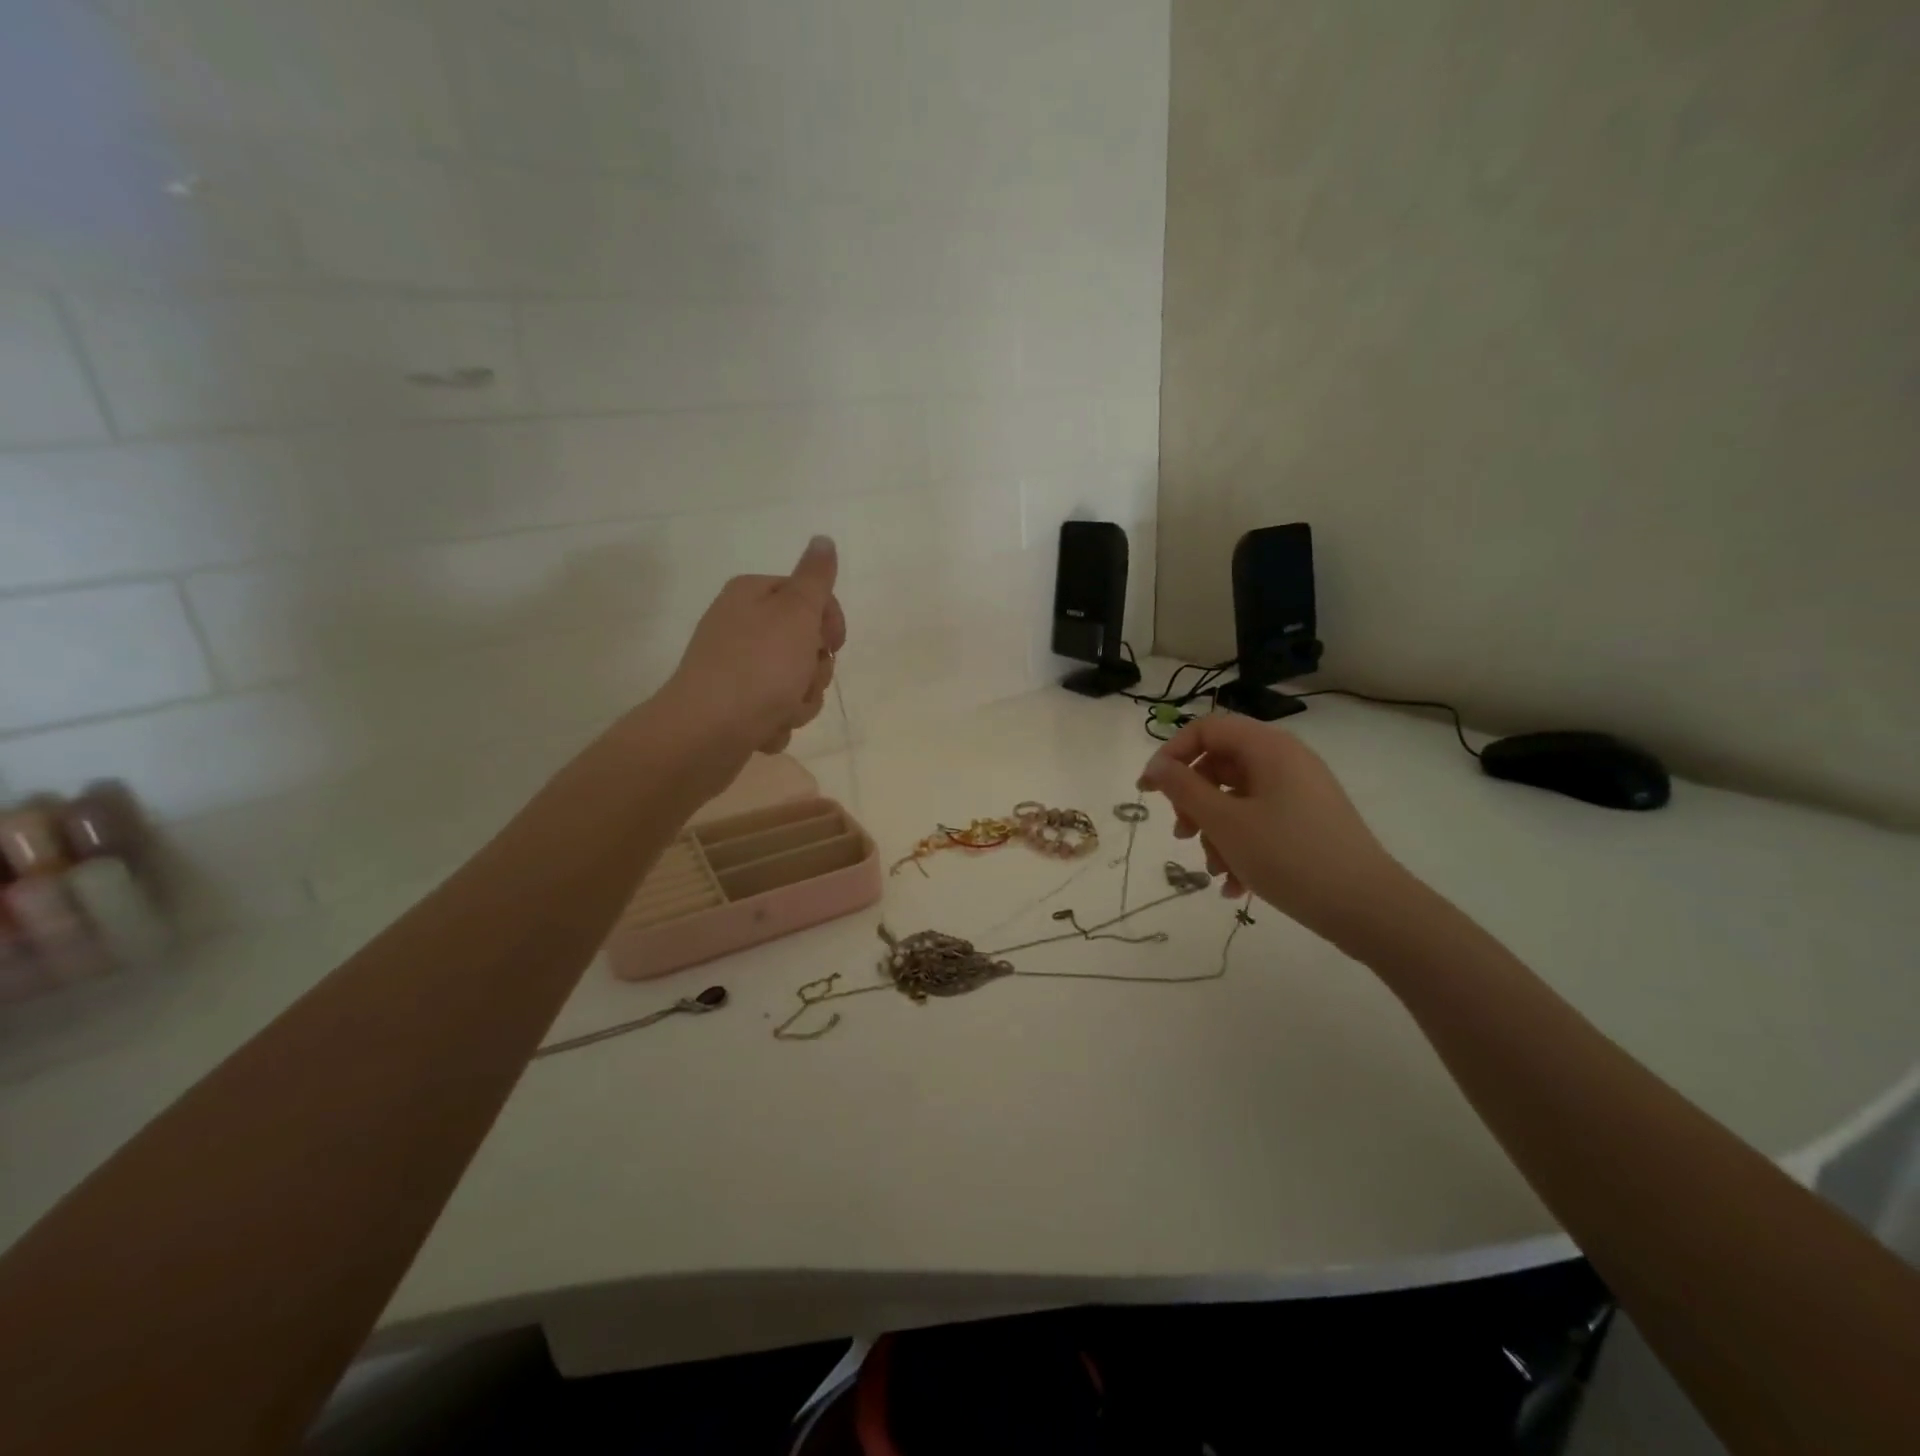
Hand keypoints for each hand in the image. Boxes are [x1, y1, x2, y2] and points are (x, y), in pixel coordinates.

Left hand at [662, 536, 847, 755]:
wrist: (706, 733)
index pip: (809, 597)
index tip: (831, 645)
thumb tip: (823, 539)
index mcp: (751, 595)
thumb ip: (815, 578)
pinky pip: (774, 711)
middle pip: (805, 644)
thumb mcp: (795, 613)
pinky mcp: (734, 707)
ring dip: (799, 702)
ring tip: (781, 711)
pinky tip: (763, 729)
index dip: (829, 623)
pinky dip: (776, 723)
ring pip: (794, 683)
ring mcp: (736, 670)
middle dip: (813, 671)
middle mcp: (741, 626)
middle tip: (800, 680)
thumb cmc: (758, 668)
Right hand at [1137, 714, 1411, 947]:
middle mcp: (1286, 761)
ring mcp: (1300, 793)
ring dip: (1215, 833)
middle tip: (1183, 836)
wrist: (1369, 909)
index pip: (1206, 729)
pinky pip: (1261, 822)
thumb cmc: (1290, 856)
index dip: (1172, 754)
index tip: (1149, 791)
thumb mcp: (1225, 822)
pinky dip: (1241, 847)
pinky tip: (1234, 886)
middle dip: (1193, 803)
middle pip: (1220, 765)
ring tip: (1214, 870)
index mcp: (1268, 748)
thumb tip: (1156, 766)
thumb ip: (1184, 789)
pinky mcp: (1308, 822)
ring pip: (1237, 799)